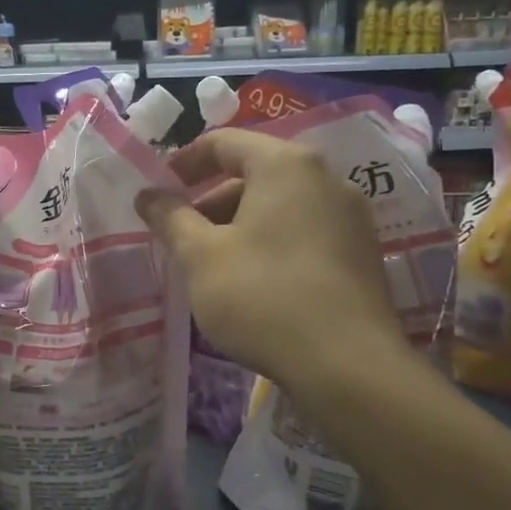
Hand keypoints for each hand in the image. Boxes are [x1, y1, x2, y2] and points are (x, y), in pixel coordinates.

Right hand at [136, 128, 414, 400]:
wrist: (348, 367)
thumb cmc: (263, 296)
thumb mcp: (201, 256)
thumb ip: (170, 218)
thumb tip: (147, 194)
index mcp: (285, 165)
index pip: (224, 142)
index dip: (184, 161)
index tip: (159, 189)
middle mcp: (326, 178)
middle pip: (254, 173)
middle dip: (210, 200)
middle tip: (180, 234)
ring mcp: (350, 216)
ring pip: (279, 204)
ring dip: (238, 223)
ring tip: (211, 263)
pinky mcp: (362, 252)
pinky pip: (304, 230)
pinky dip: (270, 241)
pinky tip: (251, 280)